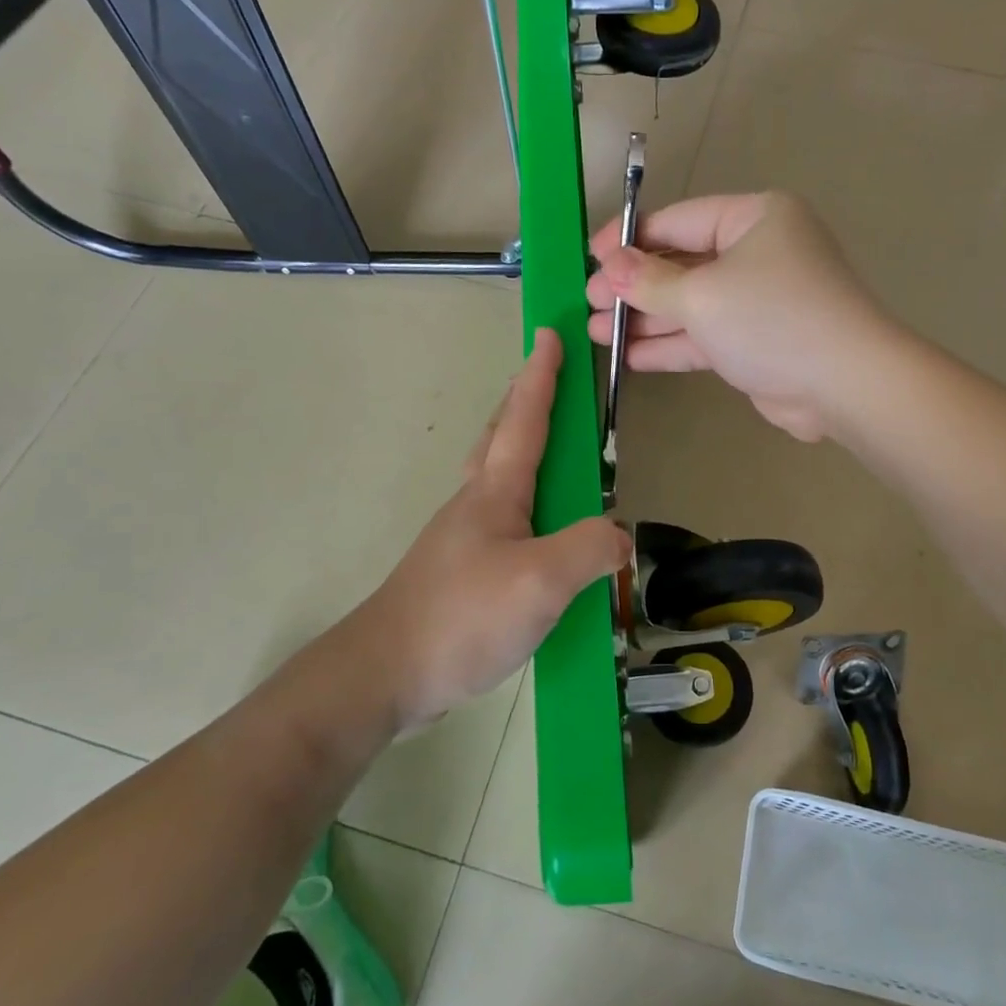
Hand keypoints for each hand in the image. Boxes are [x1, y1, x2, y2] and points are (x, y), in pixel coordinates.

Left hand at [344, 330, 629, 729]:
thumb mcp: (541, 581)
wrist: (386, 672)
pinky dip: (523, 500)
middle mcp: (476, 503)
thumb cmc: (462, 615)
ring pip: (497, 475)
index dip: (542, 376)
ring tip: (551, 449)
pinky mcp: (462, 570)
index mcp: (496, 492)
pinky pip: (501, 517)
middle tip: (545, 378)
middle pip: (501, 436)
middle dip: (523, 401)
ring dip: (520, 445)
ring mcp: (464, 538)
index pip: (525, 418)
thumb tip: (619, 536)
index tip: (550, 334)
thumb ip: (590, 550)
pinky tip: (537, 530)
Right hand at [586, 192, 893, 441]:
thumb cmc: (772, 319)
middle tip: (587, 304)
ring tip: (594, 332)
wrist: (844, 385)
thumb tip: (609, 265)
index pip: (677, 221)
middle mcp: (757, 252)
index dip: (629, 239)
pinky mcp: (755, 342)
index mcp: (754, 218)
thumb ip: (650, 281)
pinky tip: (628, 355)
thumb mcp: (703, 295)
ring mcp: (756, 300)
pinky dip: (669, 345)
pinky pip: (704, 336)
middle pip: (681, 264)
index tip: (589, 259)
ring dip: (644, 318)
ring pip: (690, 304)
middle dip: (632, 286)